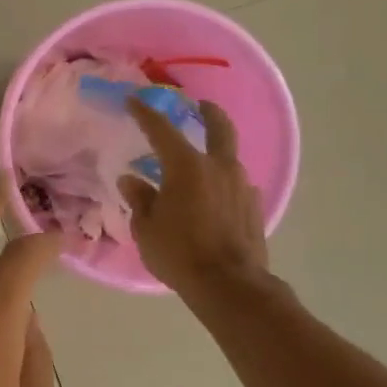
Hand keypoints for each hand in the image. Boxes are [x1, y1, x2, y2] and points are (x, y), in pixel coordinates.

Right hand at [118, 98, 271, 296]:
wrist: (229, 285)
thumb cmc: (179, 253)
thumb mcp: (146, 227)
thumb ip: (140, 198)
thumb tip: (132, 180)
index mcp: (186, 166)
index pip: (162, 130)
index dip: (145, 113)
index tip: (134, 100)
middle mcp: (218, 167)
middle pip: (219, 127)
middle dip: (208, 112)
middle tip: (200, 106)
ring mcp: (241, 186)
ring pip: (229, 158)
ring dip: (215, 153)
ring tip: (199, 165)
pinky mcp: (254, 207)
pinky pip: (236, 185)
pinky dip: (223, 183)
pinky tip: (213, 198)